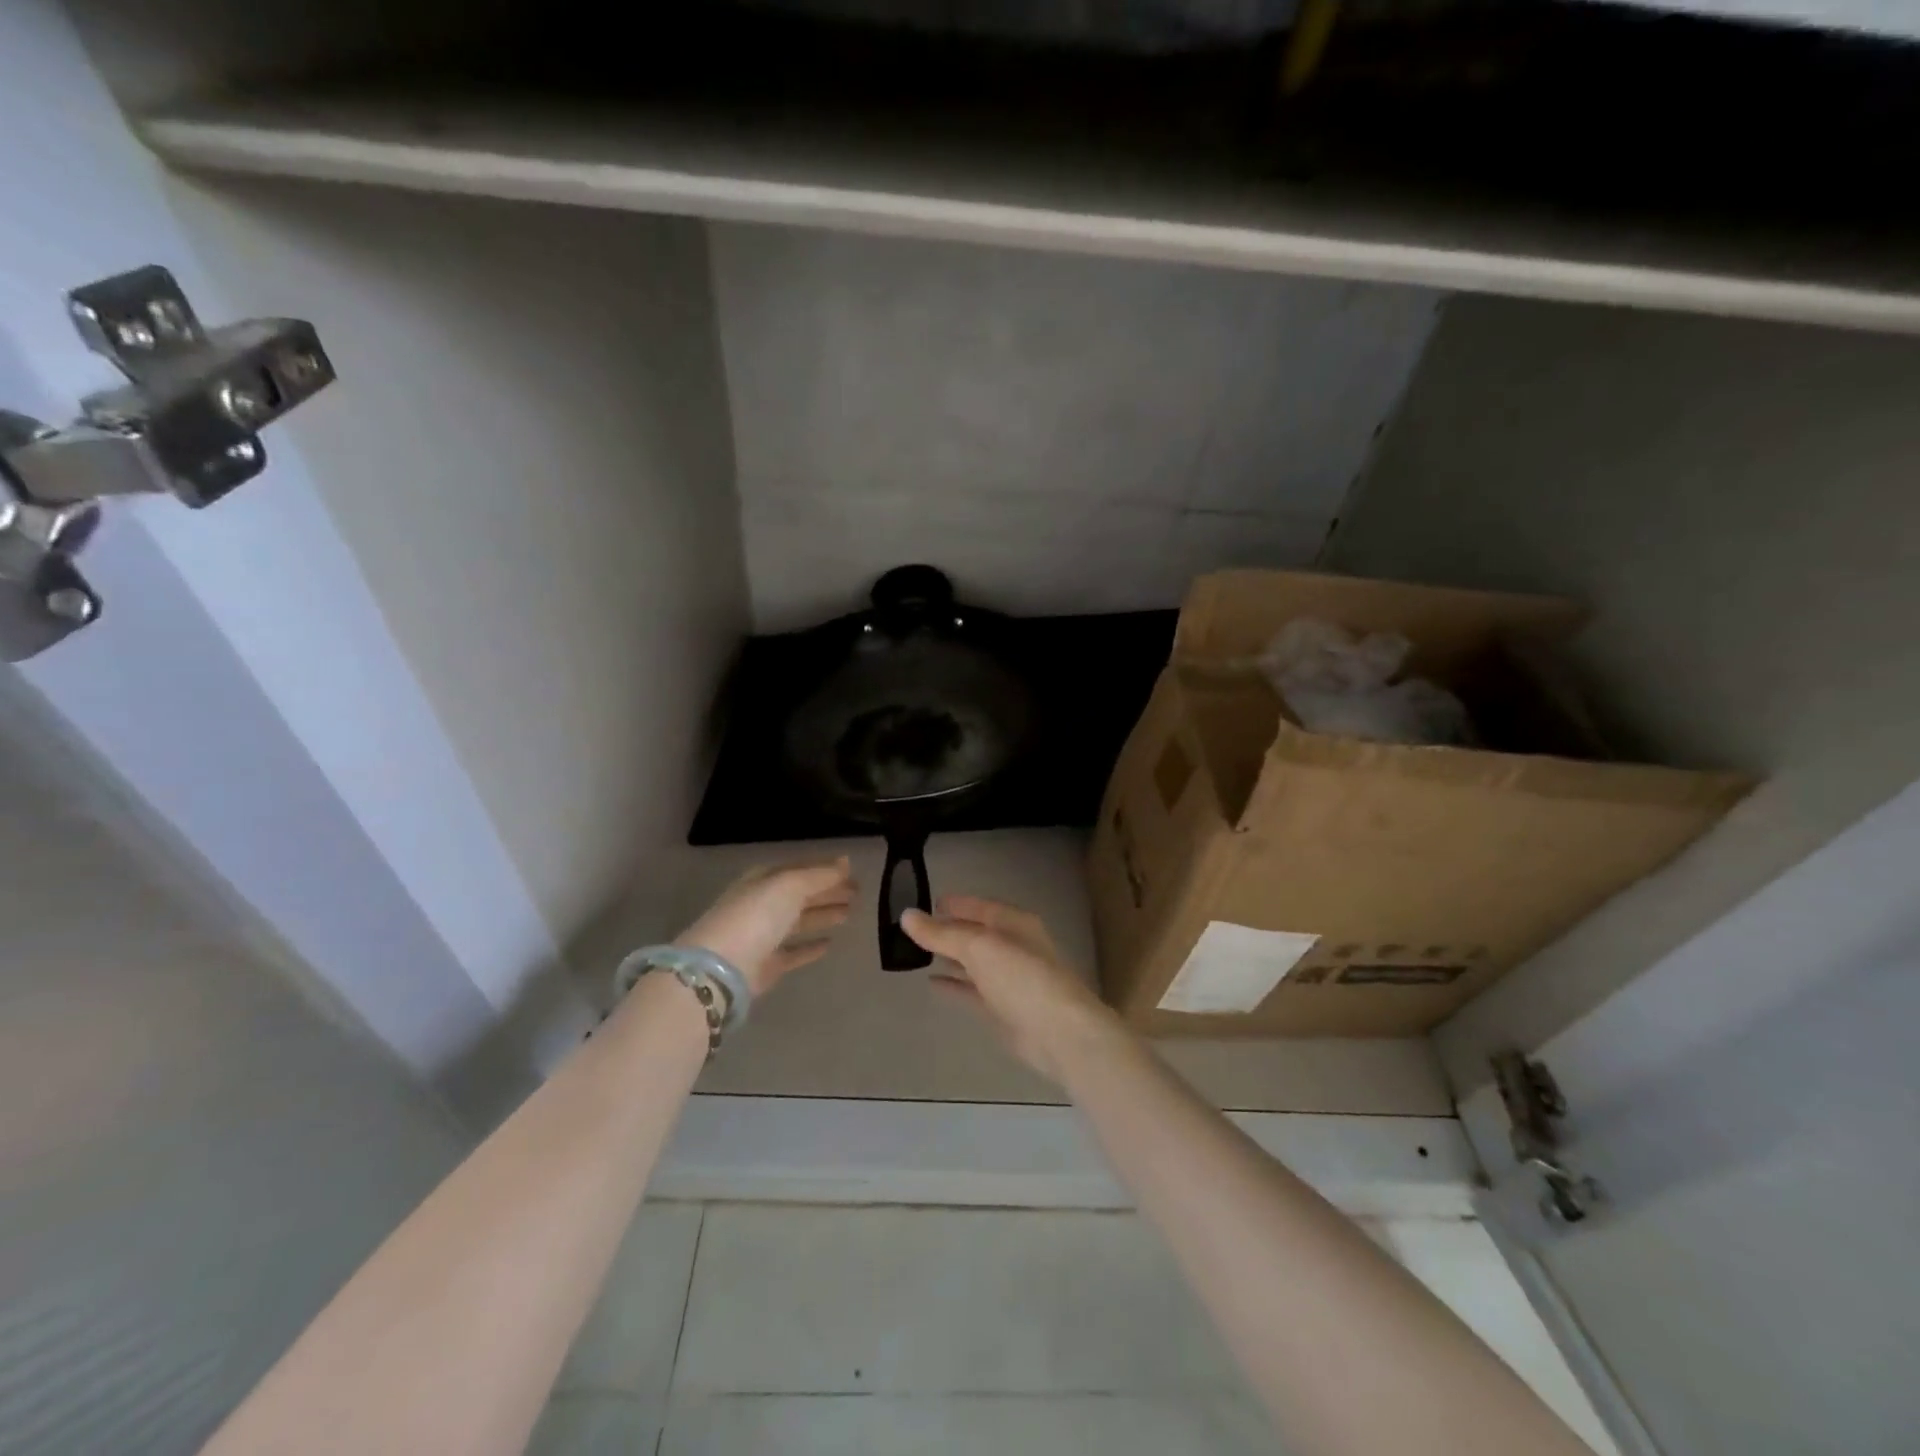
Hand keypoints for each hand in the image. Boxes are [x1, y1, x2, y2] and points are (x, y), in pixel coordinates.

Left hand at [678, 857, 856, 997]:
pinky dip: (810, 947)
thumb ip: (820, 875)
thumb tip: (846, 861)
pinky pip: (794, 952)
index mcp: (764, 880)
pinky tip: (830, 944)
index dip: (826, 870)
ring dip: (823, 915)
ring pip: (799, 921)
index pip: (800, 869)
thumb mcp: (790, 886)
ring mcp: (763, 936)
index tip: (853, 872)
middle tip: (858, 893)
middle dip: (828, 891)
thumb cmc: (756, 916)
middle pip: (801, 894)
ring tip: (850, 913)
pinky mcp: (767, 965)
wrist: (721, 969)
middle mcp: (762, 904)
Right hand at [902, 896, 1124, 1082]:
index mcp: (1014, 923)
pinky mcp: (1003, 1008)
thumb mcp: (978, 948)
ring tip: (918, 952)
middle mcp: (1013, 947)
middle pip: (976, 934)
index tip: (928, 903)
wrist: (1058, 1033)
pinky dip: (954, 984)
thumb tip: (907, 915)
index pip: (980, 907)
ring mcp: (1009, 979)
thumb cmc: (1021, 978)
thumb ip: (941, 933)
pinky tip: (933, 982)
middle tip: (916, 929)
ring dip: (950, 956)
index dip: (955, 904)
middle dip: (949, 930)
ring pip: (973, 962)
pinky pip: (972, 989)